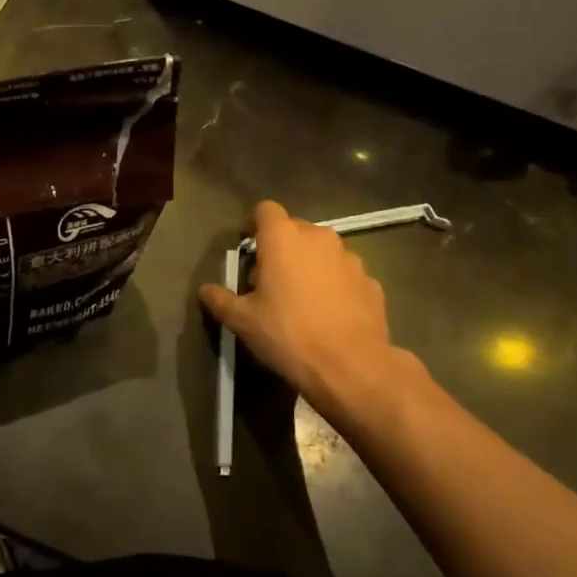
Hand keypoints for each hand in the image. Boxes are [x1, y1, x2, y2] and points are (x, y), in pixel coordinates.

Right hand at [198, 201, 413, 427]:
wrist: (351, 366)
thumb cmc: (289, 335)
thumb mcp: (243, 322)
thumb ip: (221, 300)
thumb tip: (205, 290)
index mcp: (283, 238)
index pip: (265, 210)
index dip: (256, 225)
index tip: (251, 251)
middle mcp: (318, 237)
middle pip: (295, 229)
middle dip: (282, 248)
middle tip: (271, 283)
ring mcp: (350, 257)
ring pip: (323, 251)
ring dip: (311, 266)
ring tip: (303, 301)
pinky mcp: (370, 281)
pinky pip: (345, 274)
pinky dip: (336, 286)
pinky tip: (330, 315)